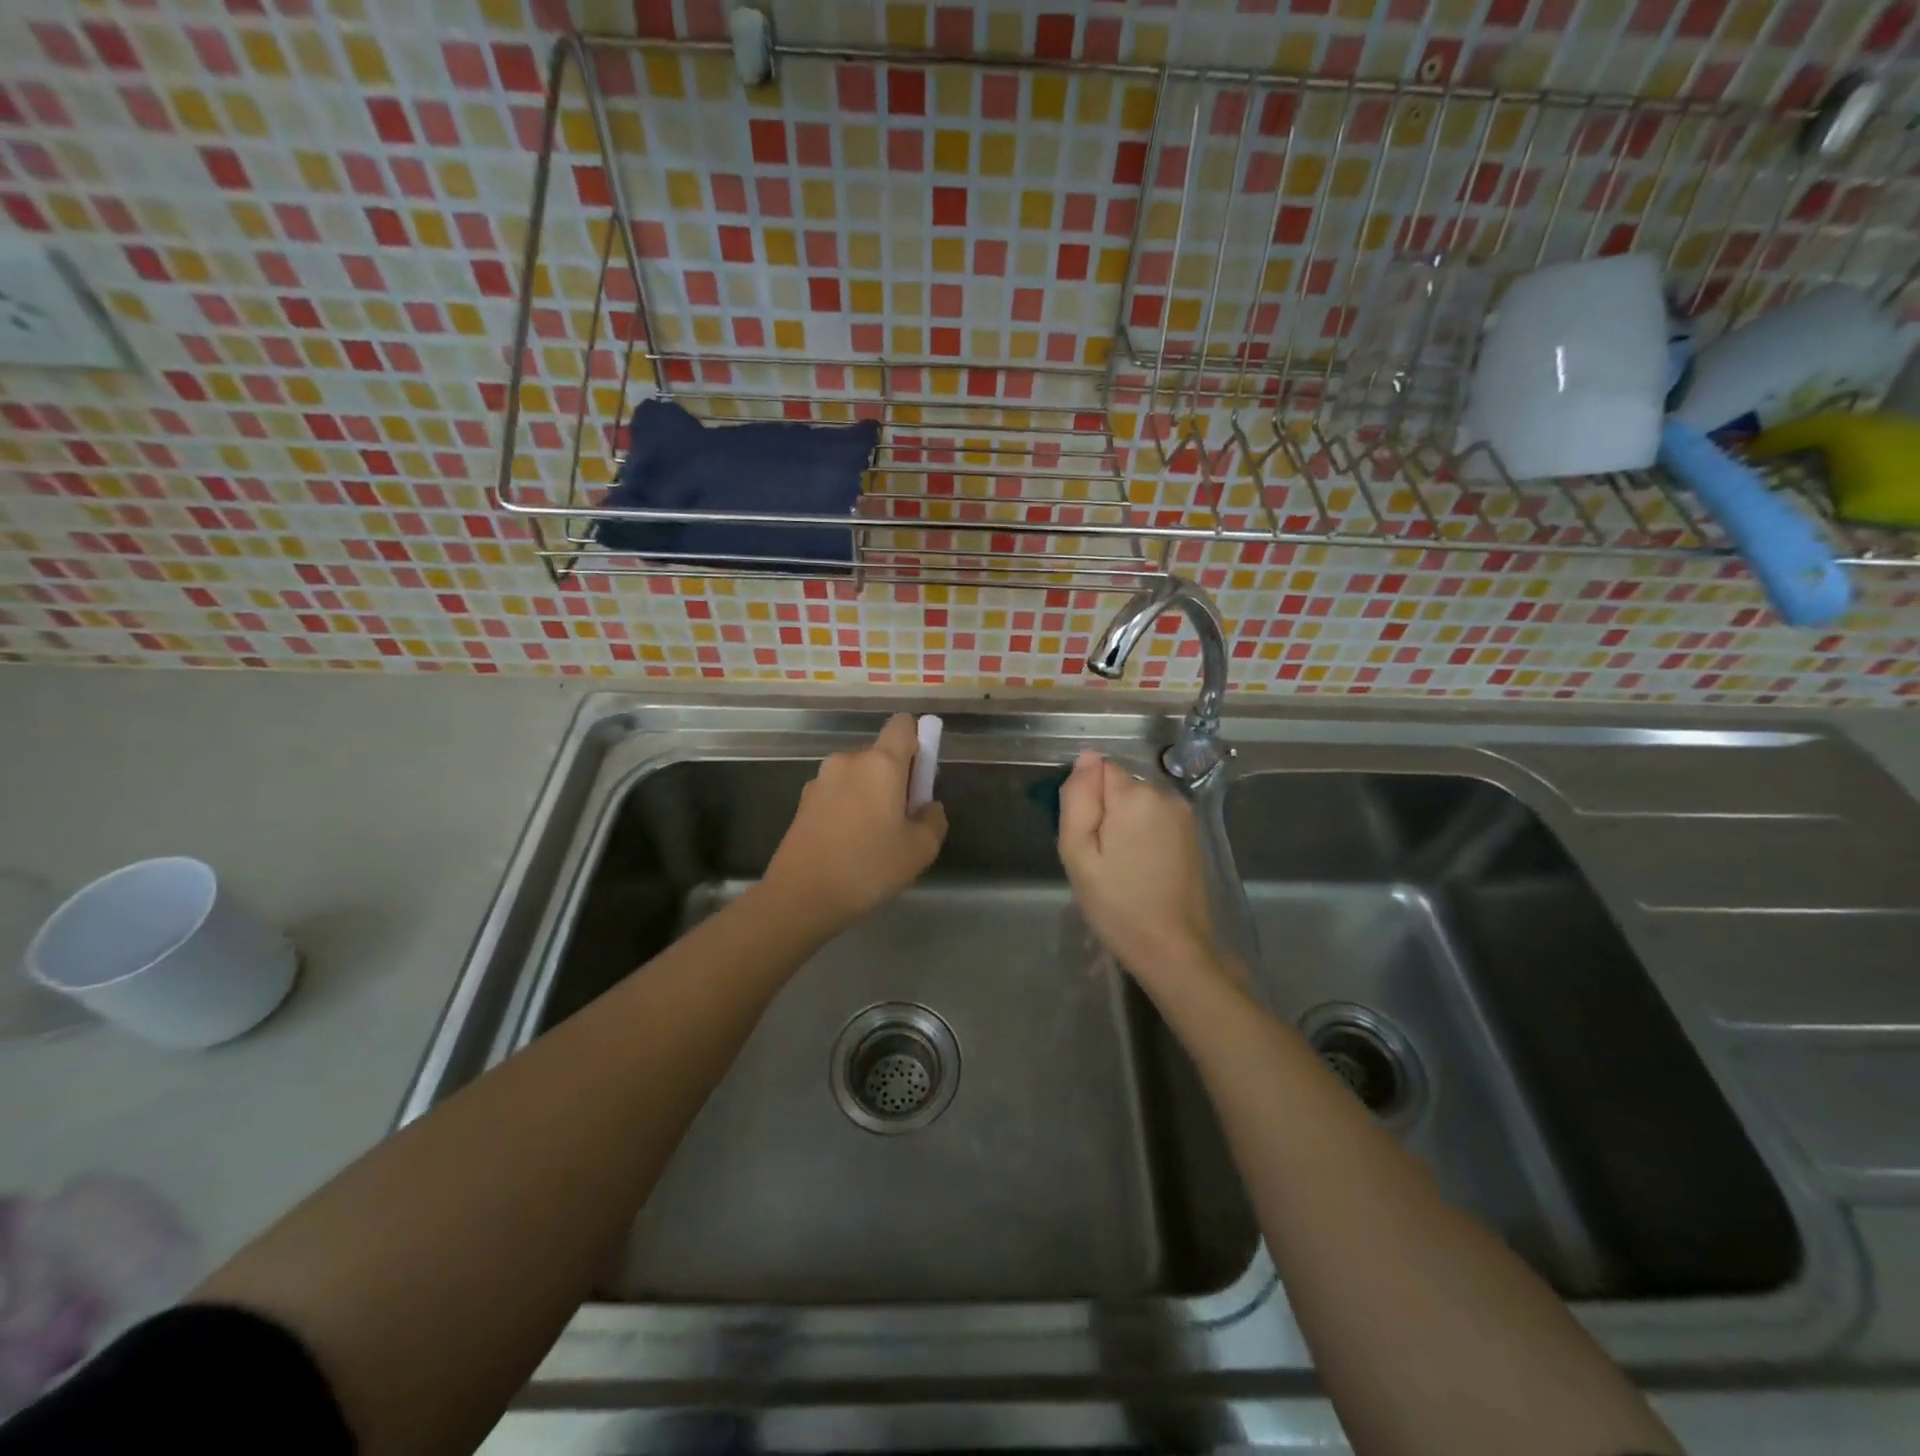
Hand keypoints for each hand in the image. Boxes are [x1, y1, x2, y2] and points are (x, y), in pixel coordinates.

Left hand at [764, 714, 947, 933]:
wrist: (801, 897)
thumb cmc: (868, 868)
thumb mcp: (920, 850)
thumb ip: (934, 819)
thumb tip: (927, 806)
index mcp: (880, 763)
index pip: (903, 725)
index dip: (918, 740)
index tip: (921, 775)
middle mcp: (848, 761)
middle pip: (881, 755)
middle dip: (895, 778)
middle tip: (902, 820)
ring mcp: (820, 780)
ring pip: (858, 776)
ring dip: (870, 795)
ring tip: (873, 839)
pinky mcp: (803, 802)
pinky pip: (838, 794)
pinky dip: (848, 809)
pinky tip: (848, 845)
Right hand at [1057, 751, 1222, 984]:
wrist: (1172, 947)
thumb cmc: (1116, 904)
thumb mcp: (1078, 852)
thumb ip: (1077, 798)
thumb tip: (1086, 757)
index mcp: (1135, 796)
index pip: (1098, 770)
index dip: (1086, 800)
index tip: (1087, 837)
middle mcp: (1164, 794)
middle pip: (1118, 785)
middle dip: (1105, 811)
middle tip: (1100, 857)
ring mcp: (1183, 813)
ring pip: (1136, 801)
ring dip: (1123, 822)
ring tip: (1120, 865)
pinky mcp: (1191, 832)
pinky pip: (1154, 816)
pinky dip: (1142, 832)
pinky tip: (1140, 866)